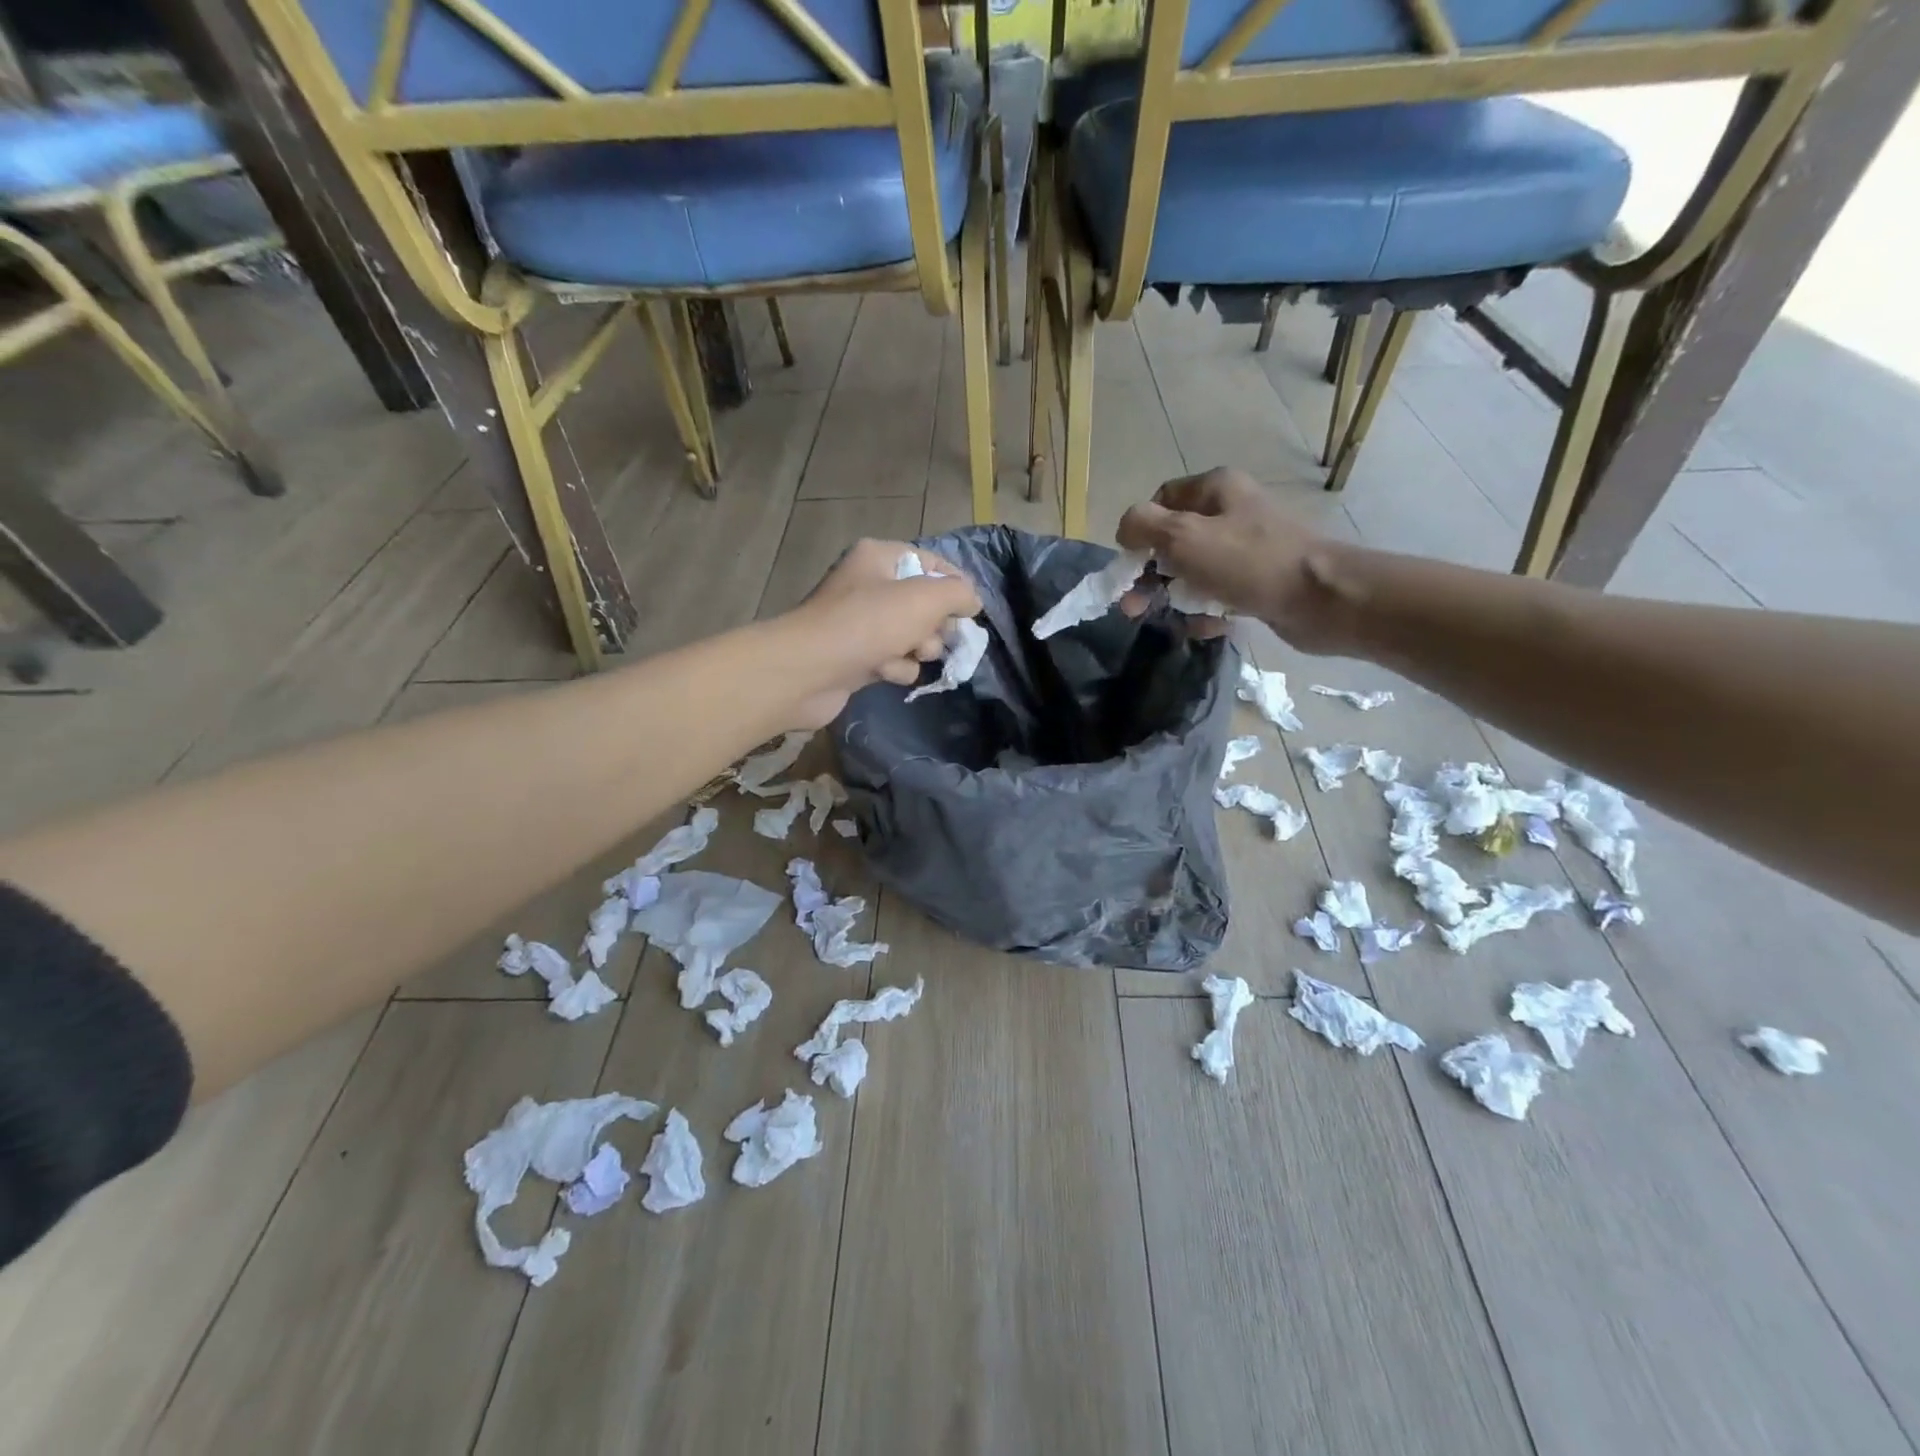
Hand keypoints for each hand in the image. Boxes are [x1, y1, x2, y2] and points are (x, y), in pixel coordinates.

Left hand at [777, 538, 982, 726]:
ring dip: (917, 650)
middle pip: (925, 603)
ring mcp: (861, 623)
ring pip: (913, 635)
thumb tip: (972, 601)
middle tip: (930, 635)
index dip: (954, 584)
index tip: (970, 609)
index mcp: (879, 557)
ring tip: (905, 655)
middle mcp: (868, 585)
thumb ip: (958, 593)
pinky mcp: (857, 657)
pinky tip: (884, 671)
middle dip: (935, 624)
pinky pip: (894, 660)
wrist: (809, 670)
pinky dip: (896, 668)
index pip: (930, 562)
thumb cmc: (868, 624)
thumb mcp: (925, 598)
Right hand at [1116, 469, 1345, 651]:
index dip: (1140, 530)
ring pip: (1195, 571)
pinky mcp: (1260, 581)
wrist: (1322, 599)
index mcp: (1216, 489)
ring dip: (1179, 596)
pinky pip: (1220, 594)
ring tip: (1175, 618)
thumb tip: (1125, 530)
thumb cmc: (1248, 562)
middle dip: (1151, 574)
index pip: (1161, 499)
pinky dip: (1209, 610)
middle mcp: (1233, 511)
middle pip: (1174, 540)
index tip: (1131, 564)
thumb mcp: (1182, 536)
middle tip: (1134, 608)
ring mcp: (1248, 548)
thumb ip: (1142, 525)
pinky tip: (1209, 625)